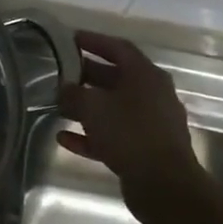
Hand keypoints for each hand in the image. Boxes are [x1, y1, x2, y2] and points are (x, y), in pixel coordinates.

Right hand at [57, 31, 205, 214]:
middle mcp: (153, 95)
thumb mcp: (92, 106)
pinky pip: (114, 135)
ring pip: (114, 108)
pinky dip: (91, 135)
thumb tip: (63, 89)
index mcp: (146, 76)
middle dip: (86, 75)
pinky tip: (65, 138)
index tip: (69, 38)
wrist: (164, 185)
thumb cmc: (129, 133)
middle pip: (116, 78)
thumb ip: (72, 94)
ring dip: (87, 107)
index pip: (118, 48)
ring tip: (59, 105)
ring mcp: (152, 124)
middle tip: (59, 71)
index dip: (93, 41)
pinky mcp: (146, 150)